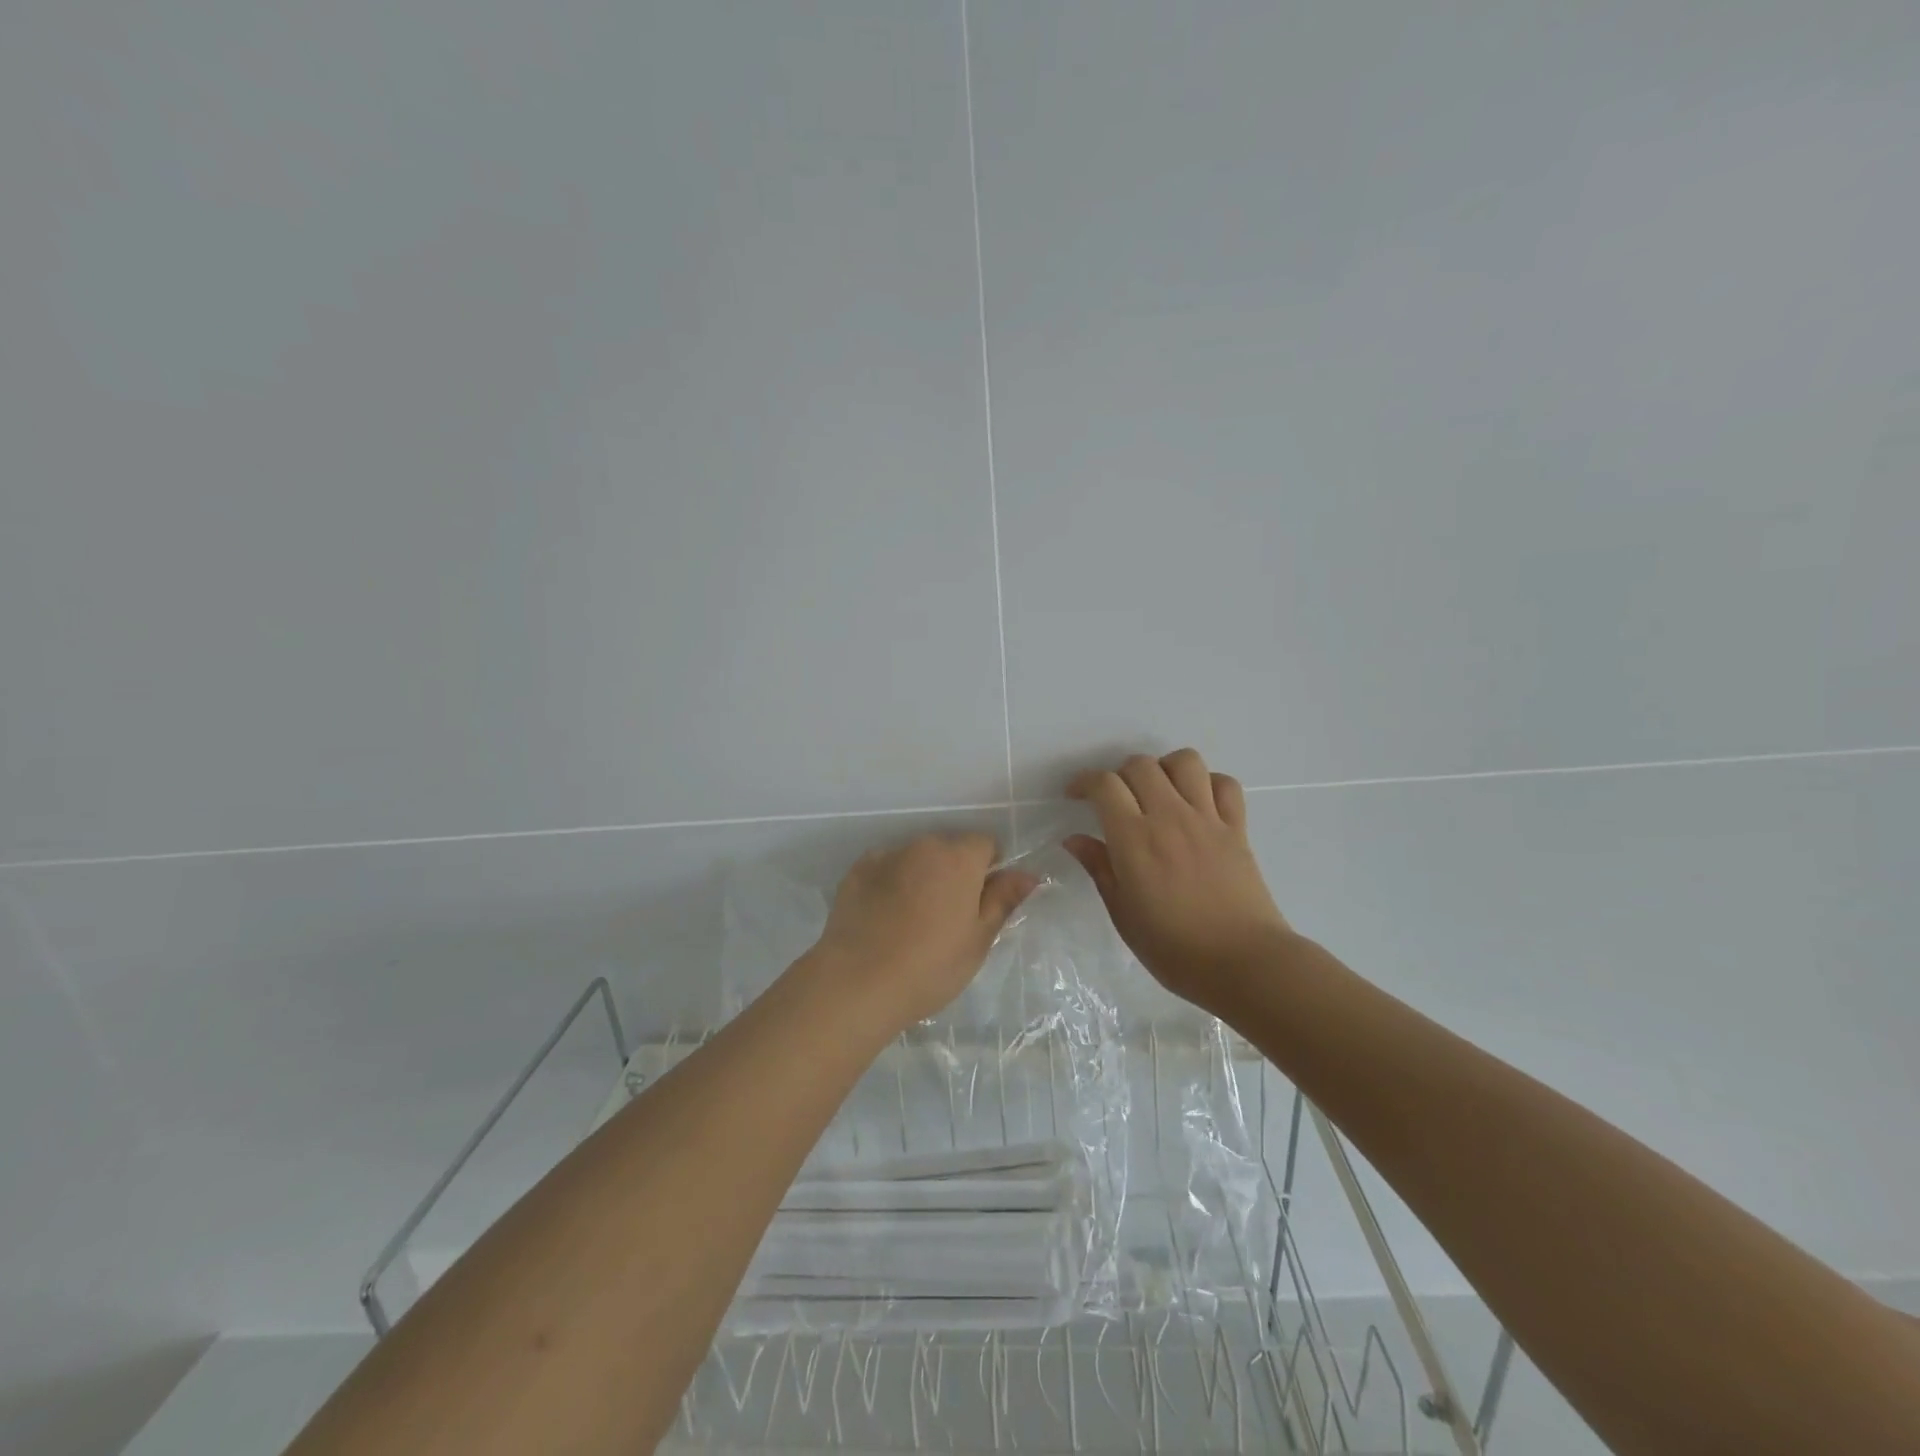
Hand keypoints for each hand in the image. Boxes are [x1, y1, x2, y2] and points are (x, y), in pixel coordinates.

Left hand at [811, 833, 1038, 1029]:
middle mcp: (923, 845)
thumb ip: (1004, 899)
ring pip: (916, 858)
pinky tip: (884, 918)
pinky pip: (885, 868)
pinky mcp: (857, 870)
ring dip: (922, 876)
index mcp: (959, 857)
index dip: (989, 870)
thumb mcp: (979, 939)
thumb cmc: (930, 965)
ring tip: (912, 921)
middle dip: (954, 873)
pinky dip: (890, 883)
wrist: (858, 982)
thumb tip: (1029, 874)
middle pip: (949, 849)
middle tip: (949, 918)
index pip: (986, 843)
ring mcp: (886, 855)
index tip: (981, 903)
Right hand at [1066, 749, 1290, 1014]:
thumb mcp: (1123, 914)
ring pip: (1185, 762)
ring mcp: (1207, 819)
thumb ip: (1099, 869)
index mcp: (1135, 839)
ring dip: (1164, 768)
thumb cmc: (1174, 949)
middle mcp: (1170, 817)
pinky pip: (1225, 785)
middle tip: (1116, 799)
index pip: (1105, 785)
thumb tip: (1075, 839)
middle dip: (1120, 773)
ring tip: (1157, 792)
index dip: (1084, 782)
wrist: (1244, 964)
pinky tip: (1197, 804)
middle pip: (1141, 765)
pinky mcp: (1237, 828)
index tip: (1076, 796)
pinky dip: (1208, 784)